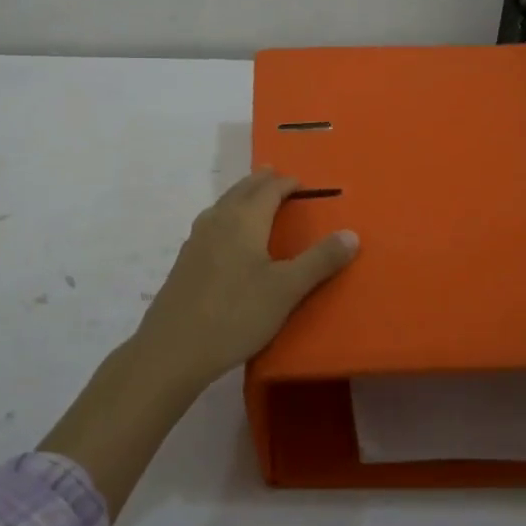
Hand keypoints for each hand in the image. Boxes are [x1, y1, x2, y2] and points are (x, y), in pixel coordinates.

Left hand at [134, 169, 359, 389]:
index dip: (287, 183)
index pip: (269, 189)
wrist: (174, 348)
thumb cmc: (236, 314)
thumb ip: (319, 260)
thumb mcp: (286, 290)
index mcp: (245, 219)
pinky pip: (211, 223)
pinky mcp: (185, 260)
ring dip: (242, 196)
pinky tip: (226, 236)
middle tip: (276, 177)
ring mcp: (197, 239)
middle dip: (261, 181)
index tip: (302, 183)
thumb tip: (351, 233)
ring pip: (223, 204)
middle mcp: (219, 219)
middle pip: (242, 190)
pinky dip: (227, 216)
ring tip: (253, 199)